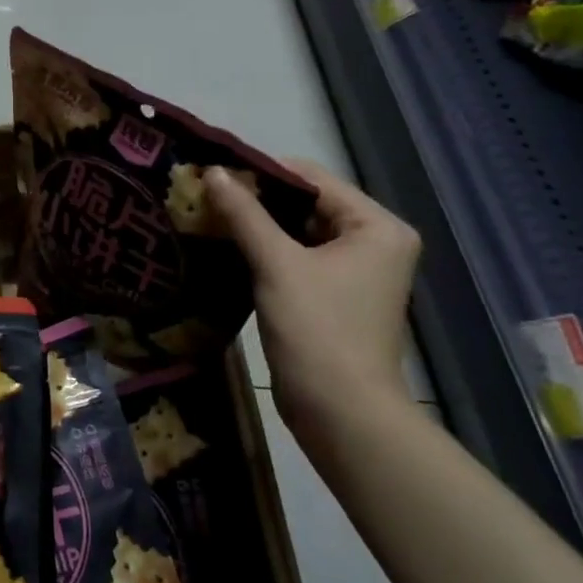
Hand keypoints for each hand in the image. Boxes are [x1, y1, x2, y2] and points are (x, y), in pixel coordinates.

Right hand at [205, 161, 420, 435]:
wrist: (340, 412)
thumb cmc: (317, 330)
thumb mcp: (276, 264)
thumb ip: (244, 214)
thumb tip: (211, 171)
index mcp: (377, 226)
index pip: (313, 178)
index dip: (261, 171)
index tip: (212, 172)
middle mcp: (375, 241)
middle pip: (306, 202)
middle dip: (256, 199)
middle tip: (204, 194)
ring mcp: (356, 269)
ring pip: (298, 230)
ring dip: (257, 224)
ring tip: (208, 215)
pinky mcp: (335, 293)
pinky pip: (297, 255)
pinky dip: (266, 249)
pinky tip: (227, 246)